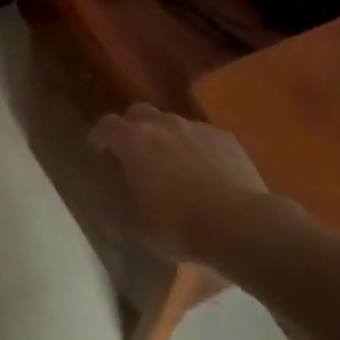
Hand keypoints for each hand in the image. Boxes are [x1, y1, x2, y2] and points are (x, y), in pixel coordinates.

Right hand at [89, 104, 272, 264]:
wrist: (242, 225)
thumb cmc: (178, 226)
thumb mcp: (135, 224)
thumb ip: (116, 201)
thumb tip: (107, 194)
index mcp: (134, 141)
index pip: (106, 125)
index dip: (99, 137)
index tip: (98, 153)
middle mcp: (163, 125)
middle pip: (139, 113)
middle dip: (131, 128)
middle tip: (133, 154)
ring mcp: (198, 129)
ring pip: (172, 123)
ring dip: (165, 138)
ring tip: (171, 166)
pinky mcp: (227, 139)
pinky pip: (201, 136)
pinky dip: (195, 148)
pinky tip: (203, 173)